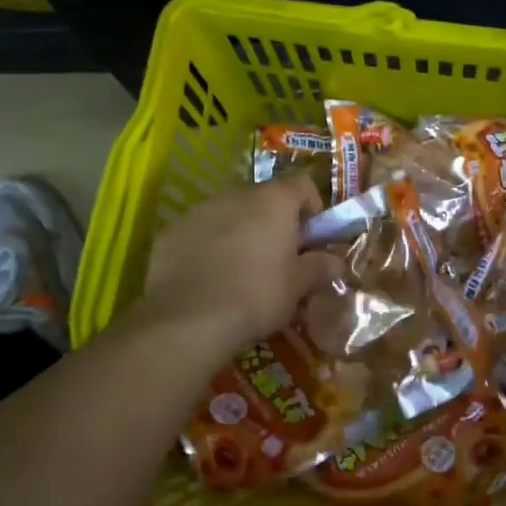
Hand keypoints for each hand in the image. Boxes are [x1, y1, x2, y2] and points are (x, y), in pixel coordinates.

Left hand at [130, 178, 343, 359]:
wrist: (189, 320)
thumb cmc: (257, 296)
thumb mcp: (298, 286)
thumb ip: (319, 267)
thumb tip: (334, 262)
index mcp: (273, 201)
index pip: (302, 185)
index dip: (312, 207)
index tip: (312, 237)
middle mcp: (235, 195)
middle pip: (263, 199)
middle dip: (273, 223)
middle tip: (277, 258)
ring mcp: (199, 211)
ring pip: (228, 214)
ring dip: (239, 232)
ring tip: (239, 271)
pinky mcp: (170, 232)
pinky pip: (198, 232)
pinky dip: (207, 247)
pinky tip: (207, 279)